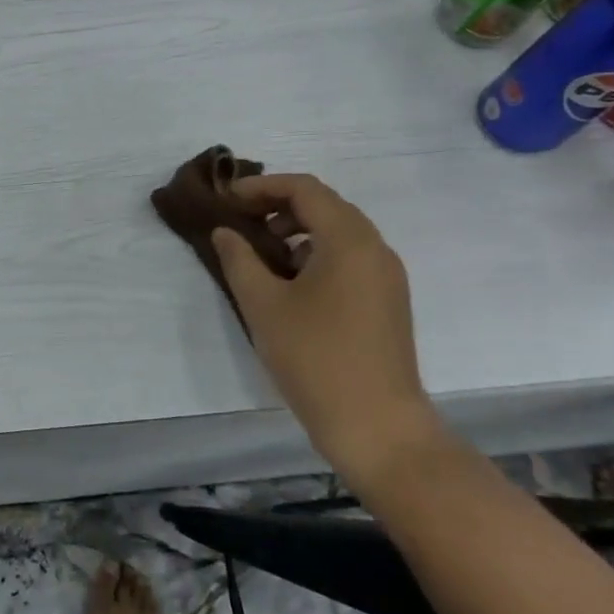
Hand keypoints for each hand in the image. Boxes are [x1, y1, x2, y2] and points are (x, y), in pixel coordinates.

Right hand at [211, 174, 447, 486]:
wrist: (377, 427)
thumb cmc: (315, 358)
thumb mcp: (263, 304)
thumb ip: (239, 259)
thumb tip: (226, 231)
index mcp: (349, 240)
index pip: (304, 189)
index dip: (261, 186)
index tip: (227, 199)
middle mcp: (375, 248)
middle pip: (324, 204)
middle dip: (278, 205)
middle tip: (239, 219)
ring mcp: (386, 275)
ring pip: (338, 231)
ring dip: (297, 229)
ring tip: (260, 252)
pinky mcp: (387, 300)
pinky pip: (349, 256)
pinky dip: (315, 252)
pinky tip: (289, 281)